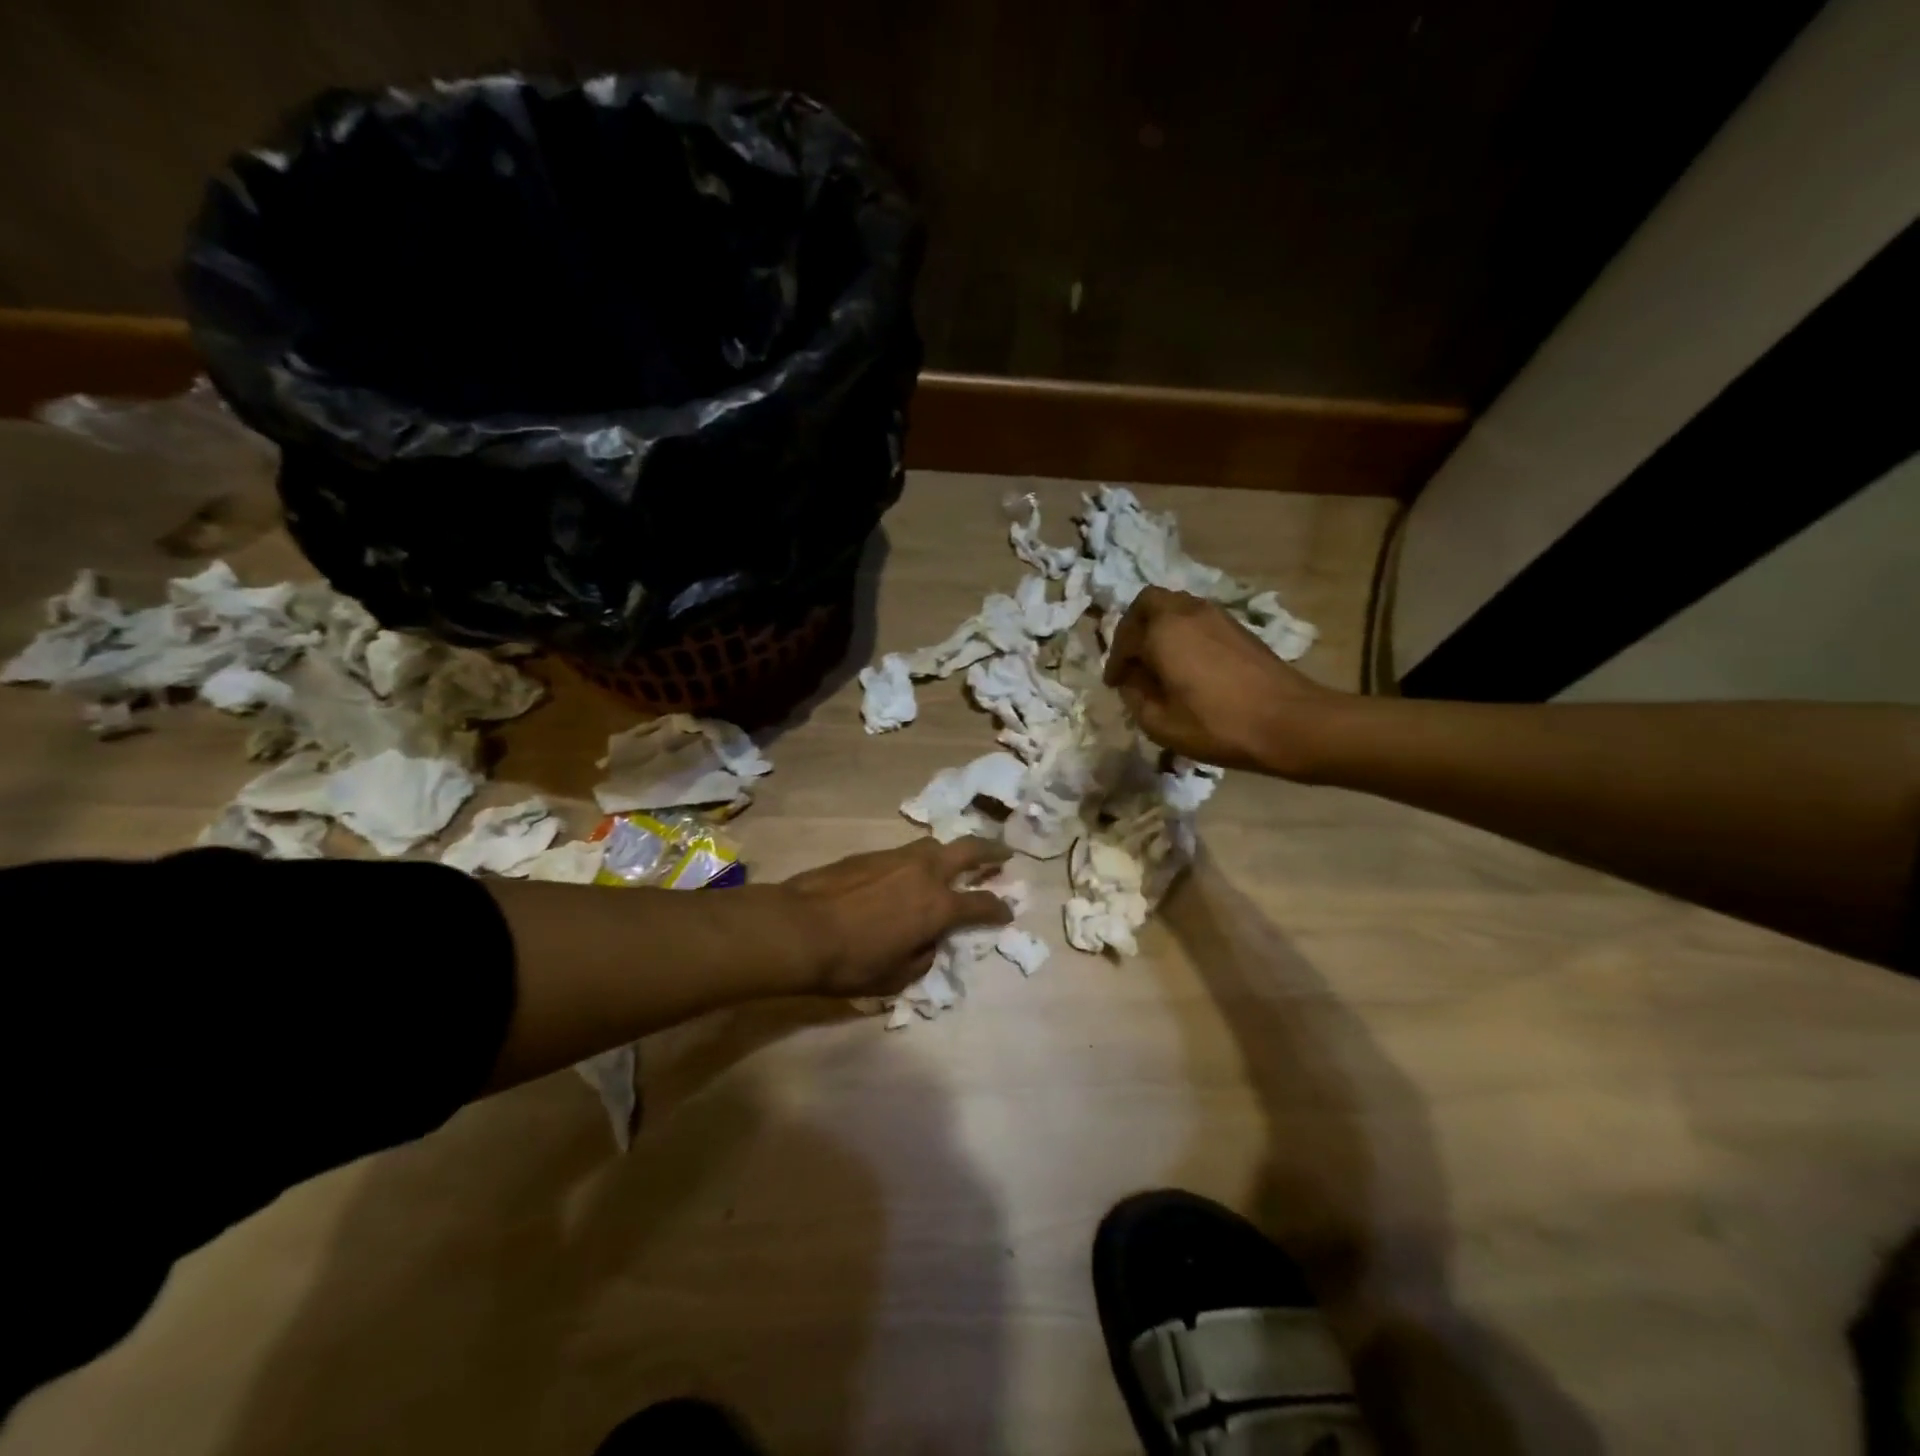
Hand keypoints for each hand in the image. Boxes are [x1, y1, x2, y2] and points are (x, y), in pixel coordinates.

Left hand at [783, 837, 1013, 997]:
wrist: (798, 929)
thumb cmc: (850, 963)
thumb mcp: (896, 977)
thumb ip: (923, 957)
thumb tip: (928, 942)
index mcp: (938, 906)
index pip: (981, 904)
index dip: (1000, 909)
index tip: (1008, 911)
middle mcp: (925, 873)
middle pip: (969, 850)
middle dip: (992, 852)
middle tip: (1004, 854)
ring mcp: (897, 858)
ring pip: (935, 845)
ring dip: (951, 852)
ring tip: (954, 860)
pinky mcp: (871, 854)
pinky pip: (905, 853)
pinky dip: (918, 860)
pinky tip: (909, 872)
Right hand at [1104, 586, 1339, 776]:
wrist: (1289, 722)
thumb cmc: (1218, 725)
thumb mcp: (1161, 724)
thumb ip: (1136, 698)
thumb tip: (1132, 682)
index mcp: (1163, 632)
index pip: (1125, 637)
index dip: (1115, 662)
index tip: (1115, 684)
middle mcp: (1187, 612)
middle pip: (1148, 603)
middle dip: (1133, 628)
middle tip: (1132, 658)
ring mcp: (1217, 616)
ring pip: (1175, 607)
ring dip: (1159, 628)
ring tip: (1158, 662)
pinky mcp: (1239, 628)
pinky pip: (1197, 619)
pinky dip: (1182, 633)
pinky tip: (1187, 665)